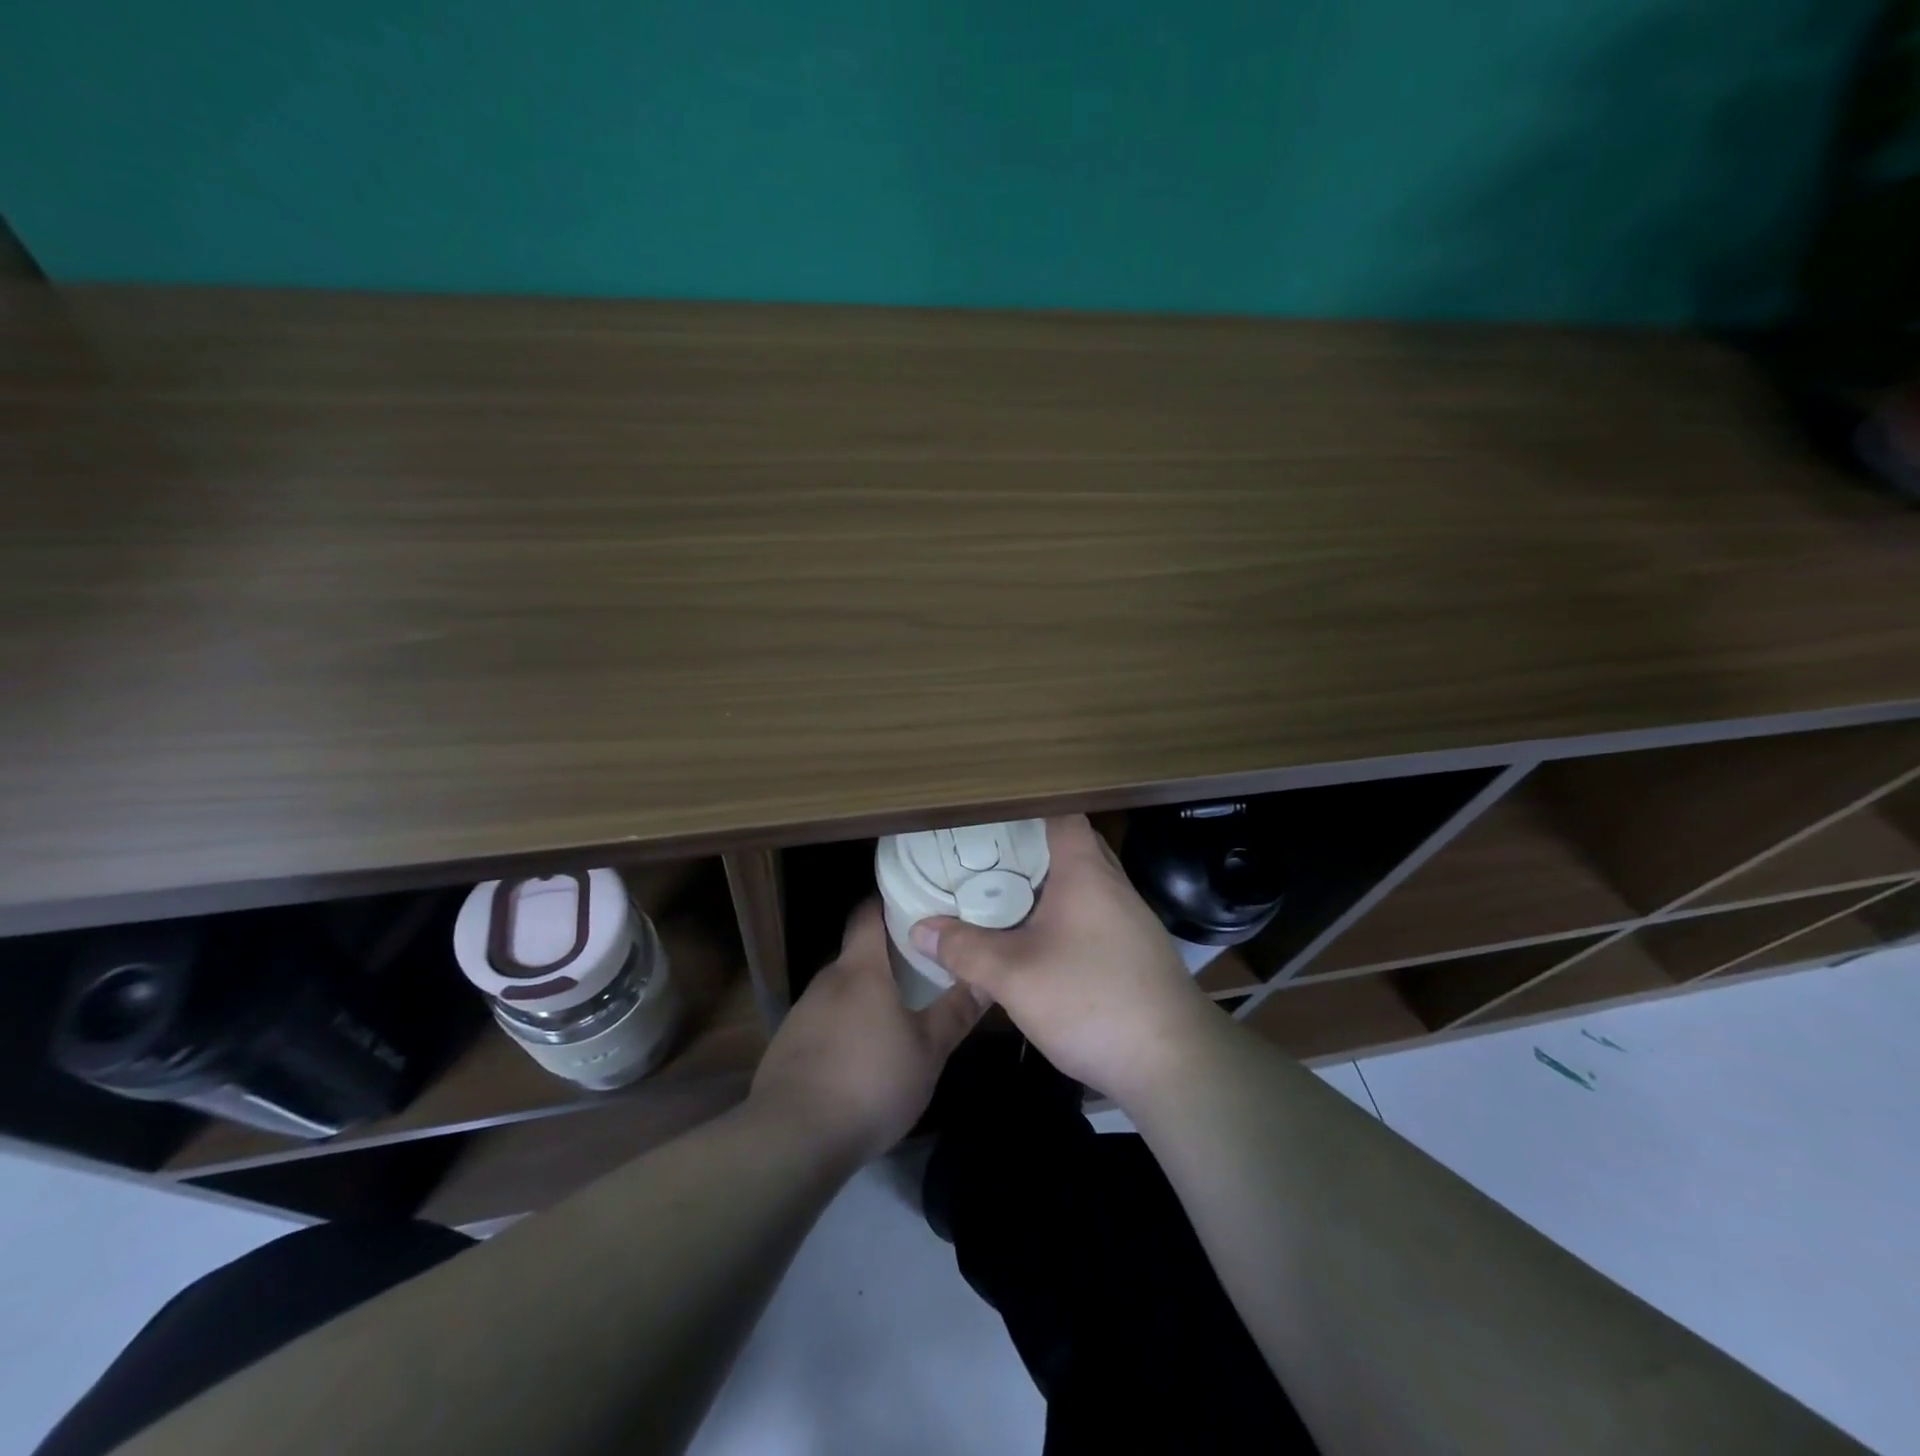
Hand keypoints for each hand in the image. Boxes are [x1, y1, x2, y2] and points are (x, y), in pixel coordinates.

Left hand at [750, 899, 983, 1165]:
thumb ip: (956, 1012)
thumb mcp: (927, 1051)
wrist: (792, 1138)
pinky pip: (824, 1021)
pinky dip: (845, 1025)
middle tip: (923, 963)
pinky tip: (863, 1053)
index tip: (915, 899)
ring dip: (866, 995)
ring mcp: (802, 1013)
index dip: (888, 901)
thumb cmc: (869, 1082)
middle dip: (887, 956)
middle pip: (857, 954)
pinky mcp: (788, 1046)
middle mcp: (827, 980)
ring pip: (841, 990)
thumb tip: (987, 977)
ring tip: (898, 1008)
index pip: (868, 914)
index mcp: (860, 969)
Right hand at [907, 815, 1219, 1106]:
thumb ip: (964, 950)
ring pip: (1083, 885)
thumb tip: (919, 929)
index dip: (1025, 810)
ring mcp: (1130, 920)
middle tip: (985, 859)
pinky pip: (1093, 916)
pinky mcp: (1136, 952)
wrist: (1174, 1063)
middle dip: (1029, 850)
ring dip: (1047, 887)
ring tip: (1002, 897)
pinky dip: (1064, 917)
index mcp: (1086, 873)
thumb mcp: (1013, 976)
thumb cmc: (1091, 1000)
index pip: (1060, 815)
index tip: (988, 818)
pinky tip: (1038, 944)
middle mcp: (1113, 886)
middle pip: (1071, 848)